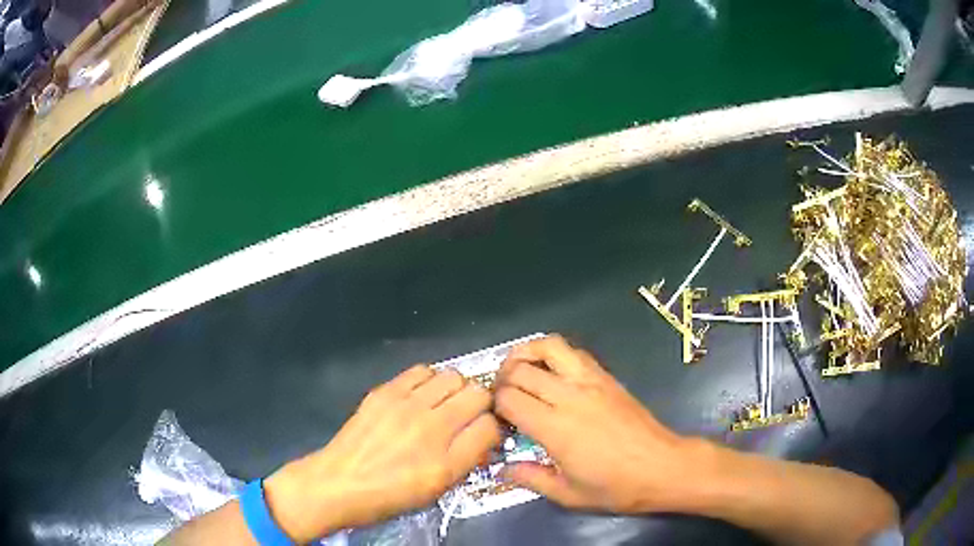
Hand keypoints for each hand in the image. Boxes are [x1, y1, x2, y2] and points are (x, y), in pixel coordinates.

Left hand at [264, 366, 500, 542]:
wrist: (340, 482)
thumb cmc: (390, 494)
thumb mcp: (437, 489)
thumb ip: (467, 459)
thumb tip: (484, 433)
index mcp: (446, 462)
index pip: (491, 426)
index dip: (493, 428)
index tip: (484, 432)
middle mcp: (431, 428)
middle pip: (477, 393)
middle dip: (481, 403)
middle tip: (468, 415)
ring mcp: (406, 404)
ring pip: (453, 376)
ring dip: (456, 388)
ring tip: (444, 402)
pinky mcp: (385, 391)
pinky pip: (422, 371)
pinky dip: (430, 380)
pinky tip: (421, 395)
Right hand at [494, 335, 704, 513]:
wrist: (663, 467)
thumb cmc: (616, 487)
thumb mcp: (568, 494)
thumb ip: (531, 479)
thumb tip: (503, 470)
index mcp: (556, 428)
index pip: (509, 399)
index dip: (494, 405)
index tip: (495, 419)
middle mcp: (570, 397)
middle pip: (521, 370)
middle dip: (501, 379)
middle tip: (499, 397)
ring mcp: (591, 382)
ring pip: (548, 347)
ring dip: (525, 354)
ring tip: (517, 371)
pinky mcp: (606, 377)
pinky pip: (574, 352)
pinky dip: (553, 354)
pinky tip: (550, 372)